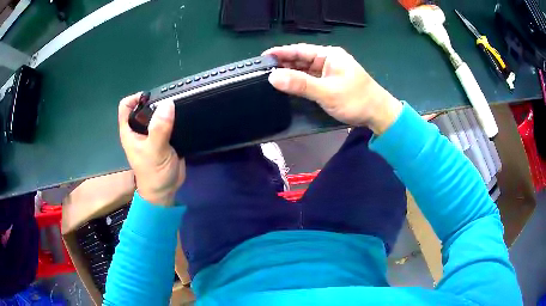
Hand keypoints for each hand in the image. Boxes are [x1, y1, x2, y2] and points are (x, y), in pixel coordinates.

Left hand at [118, 93, 184, 205]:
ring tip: (180, 106)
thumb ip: (159, 129)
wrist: (165, 192)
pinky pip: (168, 123)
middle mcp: (139, 130)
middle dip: (155, 101)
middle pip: (143, 107)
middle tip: (171, 101)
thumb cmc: (154, 174)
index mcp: (130, 131)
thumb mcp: (155, 151)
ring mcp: (152, 134)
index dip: (136, 98)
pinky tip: (183, 117)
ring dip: (166, 109)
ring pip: (157, 114)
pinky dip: (174, 118)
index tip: (153, 98)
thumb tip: (168, 103)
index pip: (126, 106)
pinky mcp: (164, 139)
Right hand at [263, 44, 402, 134]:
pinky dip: (298, 82)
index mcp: (329, 55)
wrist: (378, 114)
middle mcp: (327, 60)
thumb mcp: (327, 91)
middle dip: (283, 64)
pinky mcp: (329, 83)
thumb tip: (273, 77)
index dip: (281, 52)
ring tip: (269, 78)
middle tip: (262, 71)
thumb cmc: (356, 100)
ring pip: (304, 70)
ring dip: (290, 73)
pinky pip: (309, 79)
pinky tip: (287, 85)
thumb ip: (300, 84)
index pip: (300, 50)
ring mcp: (328, 72)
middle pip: (300, 59)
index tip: (263, 57)